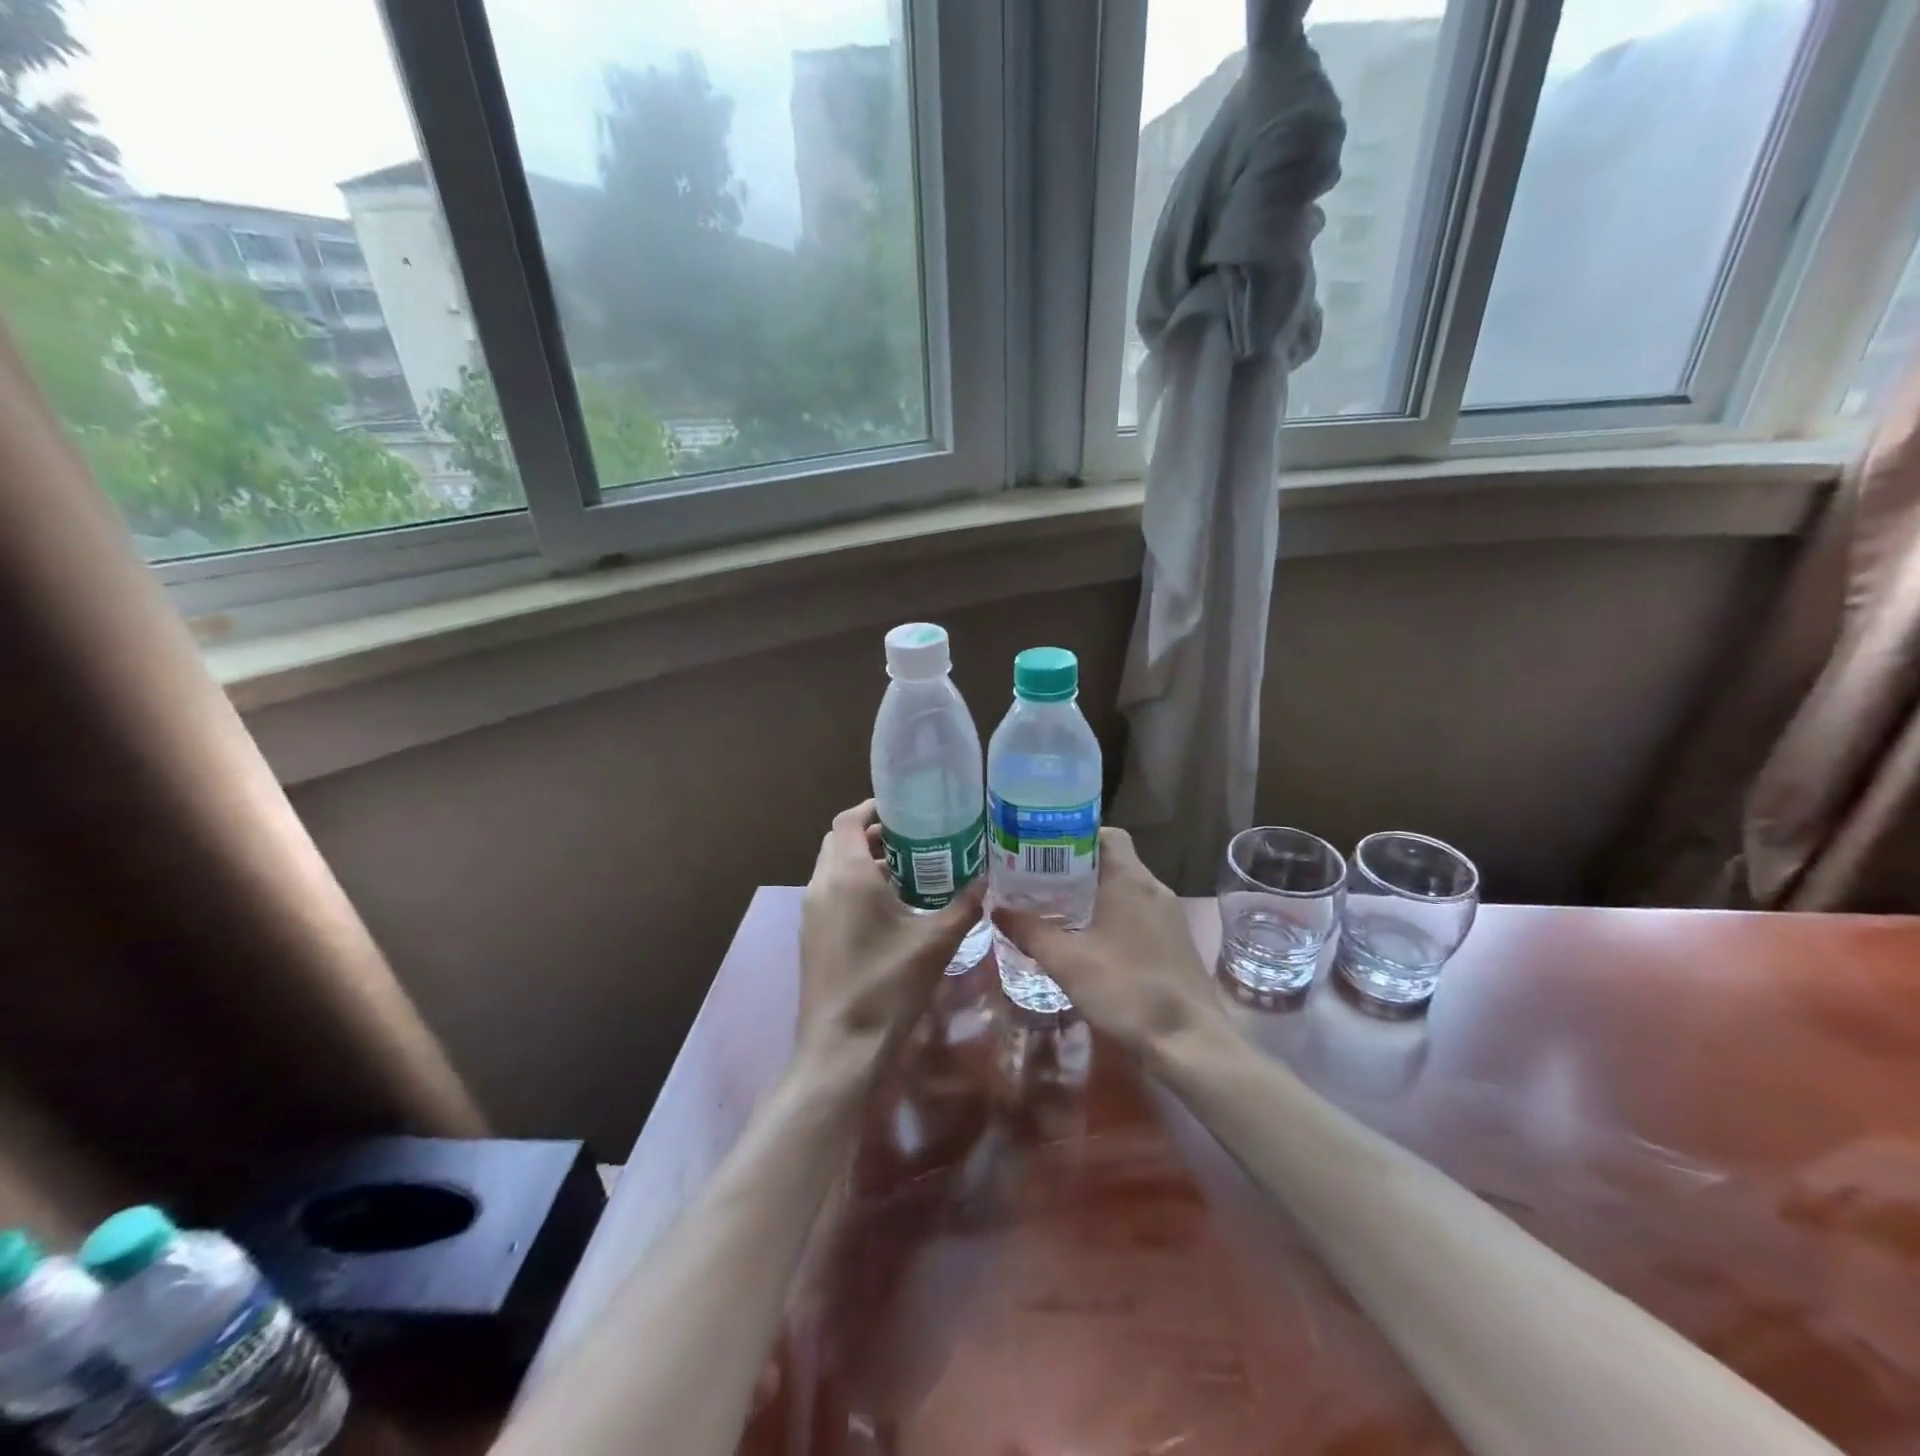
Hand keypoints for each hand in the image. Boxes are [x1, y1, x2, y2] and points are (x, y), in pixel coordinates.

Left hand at [799, 800, 984, 1063]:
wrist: (841, 1047)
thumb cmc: (888, 985)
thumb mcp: (936, 942)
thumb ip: (963, 906)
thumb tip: (986, 882)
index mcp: (847, 875)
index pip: (848, 820)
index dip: (872, 807)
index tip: (904, 809)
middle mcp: (822, 885)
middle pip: (839, 841)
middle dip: (871, 834)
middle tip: (912, 839)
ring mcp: (812, 913)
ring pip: (833, 868)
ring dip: (862, 861)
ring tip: (907, 871)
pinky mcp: (811, 936)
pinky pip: (831, 893)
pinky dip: (854, 886)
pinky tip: (889, 909)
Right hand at [991, 827, 1230, 1057]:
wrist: (1189, 1041)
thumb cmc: (1126, 989)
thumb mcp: (1067, 962)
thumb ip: (1030, 932)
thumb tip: (997, 909)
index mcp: (1130, 879)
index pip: (1104, 834)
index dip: (1073, 836)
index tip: (1042, 851)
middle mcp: (1153, 888)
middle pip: (1111, 861)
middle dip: (1074, 869)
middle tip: (1038, 882)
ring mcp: (1168, 916)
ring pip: (1124, 889)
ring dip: (1092, 895)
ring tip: (1056, 910)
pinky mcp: (1173, 942)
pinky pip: (1137, 913)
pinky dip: (1110, 916)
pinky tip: (1088, 942)